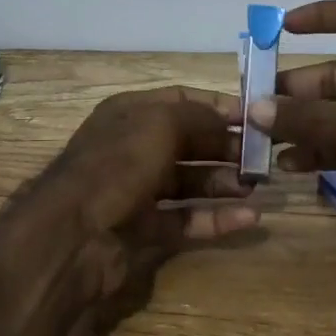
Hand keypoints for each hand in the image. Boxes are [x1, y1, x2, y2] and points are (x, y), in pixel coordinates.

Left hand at [36, 86, 261, 299]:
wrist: (73, 234)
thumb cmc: (117, 164)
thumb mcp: (160, 124)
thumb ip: (198, 116)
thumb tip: (229, 117)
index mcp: (129, 114)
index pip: (179, 100)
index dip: (216, 106)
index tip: (254, 116)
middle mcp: (132, 148)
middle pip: (187, 142)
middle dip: (224, 146)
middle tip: (262, 157)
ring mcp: (136, 190)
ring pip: (188, 181)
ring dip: (222, 182)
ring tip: (257, 186)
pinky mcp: (143, 229)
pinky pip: (185, 219)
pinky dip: (214, 219)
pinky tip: (248, 219)